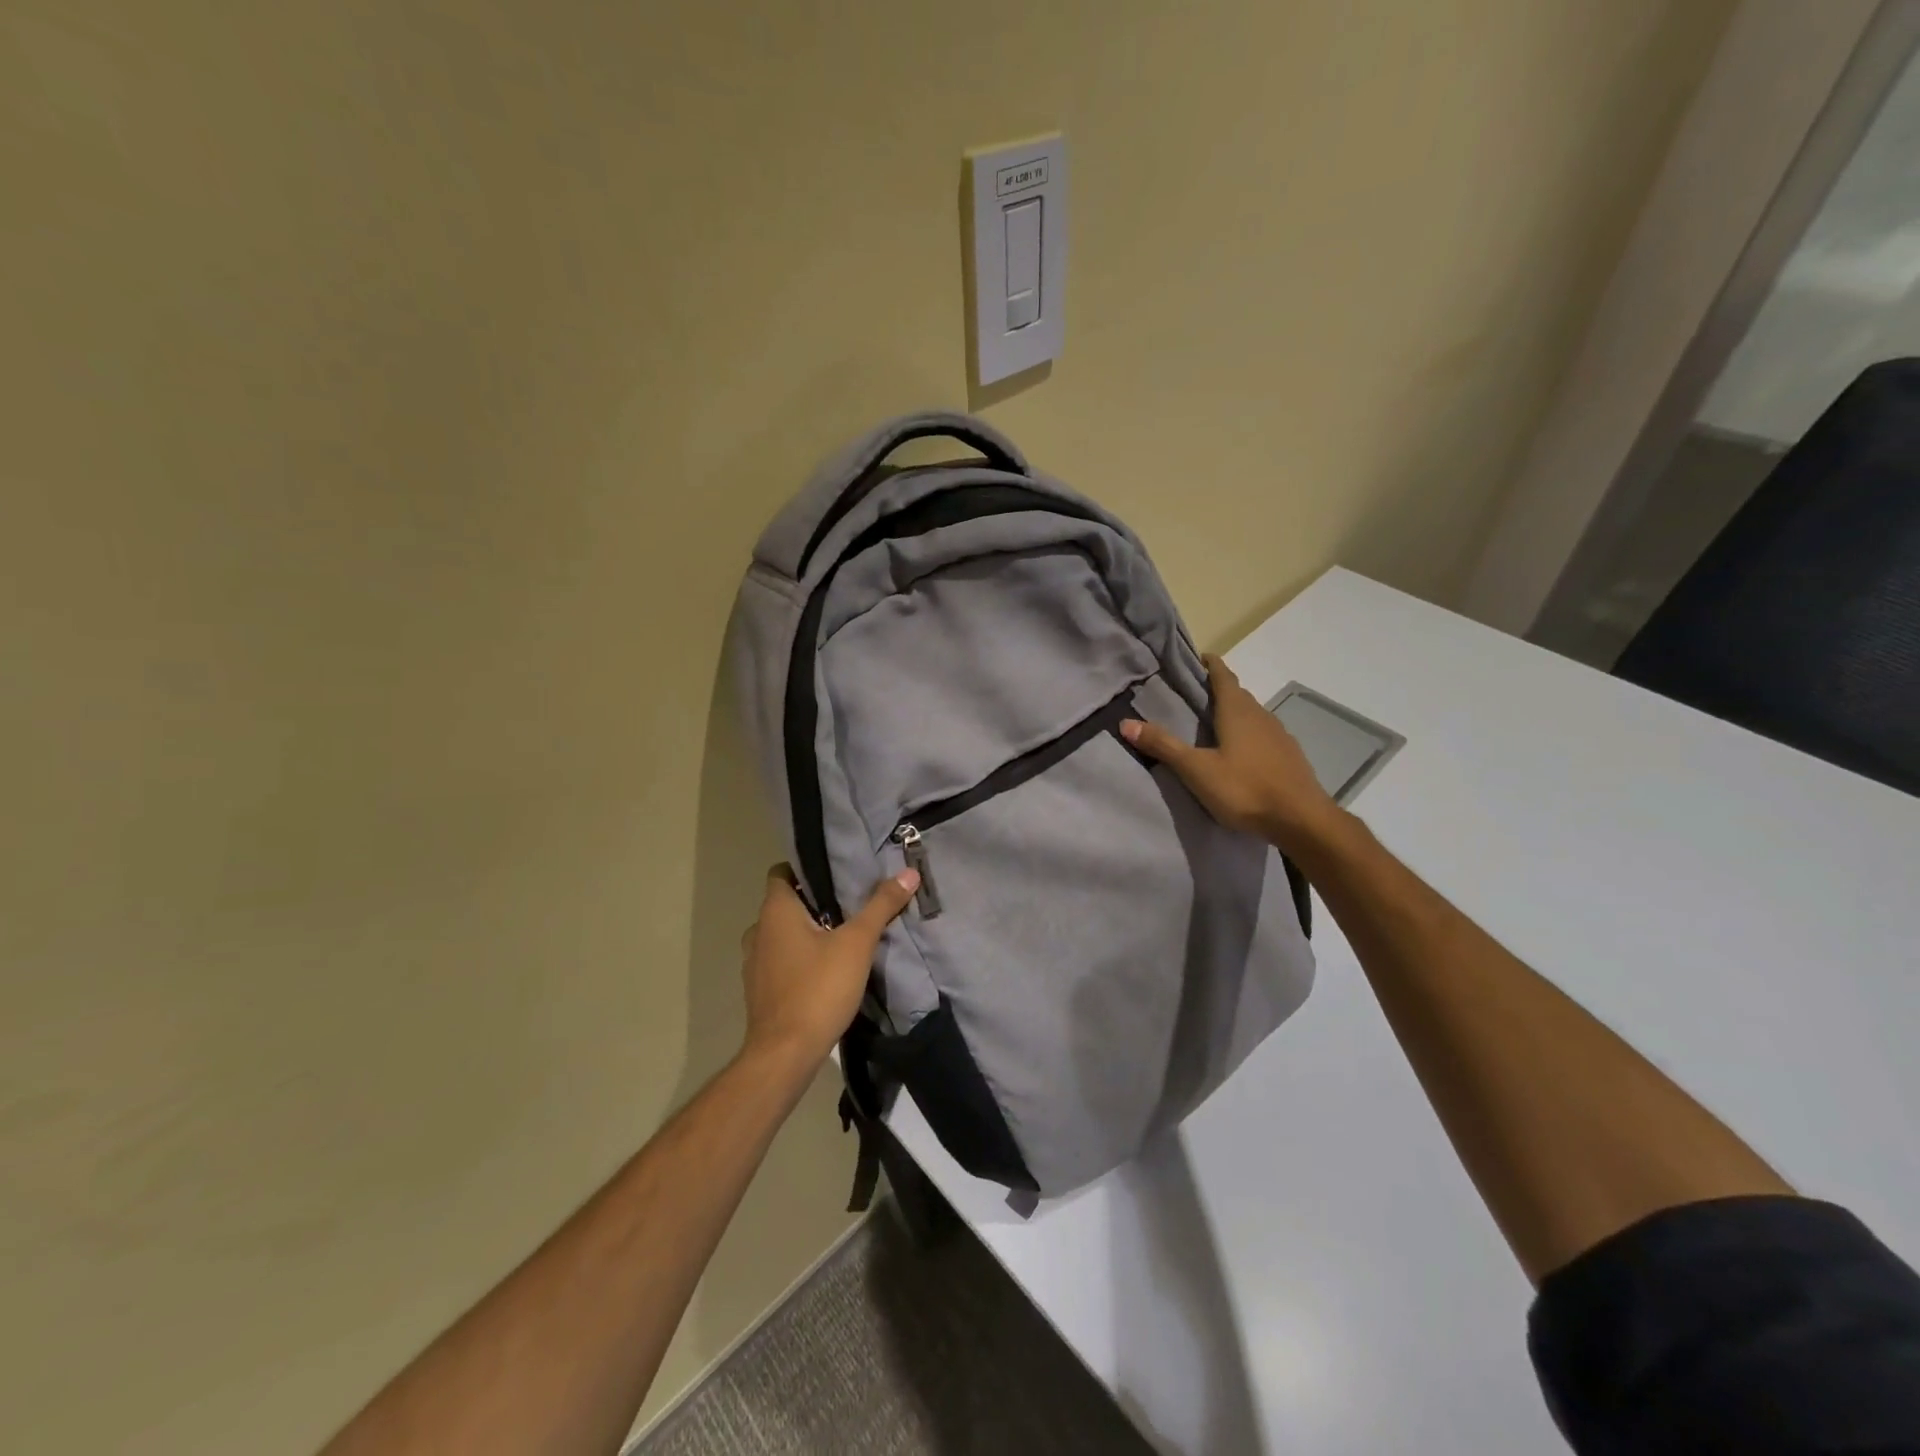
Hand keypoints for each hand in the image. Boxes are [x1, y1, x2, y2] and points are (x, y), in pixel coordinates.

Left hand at [739, 864, 919, 1066]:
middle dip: (815, 903)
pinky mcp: (759, 991)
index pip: (782, 873)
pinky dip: (799, 960)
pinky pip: (780, 962)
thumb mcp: (857, 943)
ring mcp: (754, 963)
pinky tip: (825, 971)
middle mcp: (758, 931)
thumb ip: (881, 905)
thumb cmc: (818, 988)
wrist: (785, 1055)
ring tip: (841, 937)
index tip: (838, 874)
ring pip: (782, 935)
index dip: (807, 870)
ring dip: (807, 933)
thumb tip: (908, 872)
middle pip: (786, 904)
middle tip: (850, 904)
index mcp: (775, 911)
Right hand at [1121, 654, 1342, 852]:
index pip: (1223, 676)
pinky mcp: (1289, 756)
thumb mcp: (1197, 770)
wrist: (1302, 820)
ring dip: (1234, 712)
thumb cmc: (1245, 789)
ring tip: (1213, 723)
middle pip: (1238, 694)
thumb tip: (1125, 722)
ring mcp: (1279, 736)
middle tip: (1195, 694)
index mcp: (1237, 712)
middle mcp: (1261, 716)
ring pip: (1252, 714)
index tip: (1199, 658)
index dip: (1211, 665)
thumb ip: (1163, 746)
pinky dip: (1248, 733)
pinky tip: (1240, 752)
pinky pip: (1264, 734)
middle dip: (1218, 689)